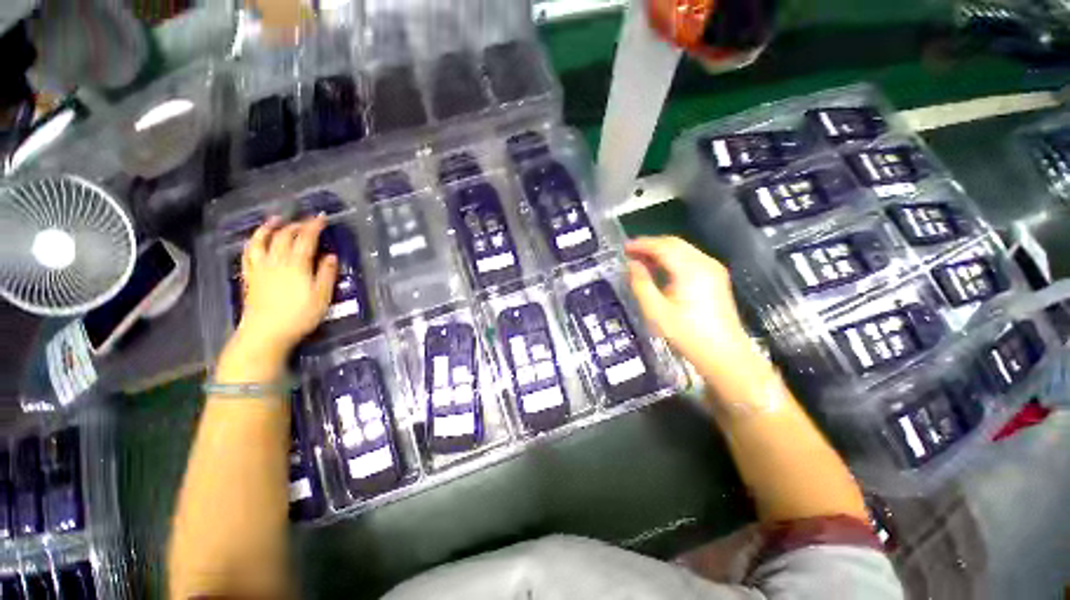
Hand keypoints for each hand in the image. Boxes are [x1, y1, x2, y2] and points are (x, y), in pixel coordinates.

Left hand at [236, 215, 337, 353]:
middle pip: (284, 236)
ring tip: (275, 220)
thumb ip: (326, 274)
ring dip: (269, 228)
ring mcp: (260, 268)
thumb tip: (331, 256)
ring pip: (261, 241)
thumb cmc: (300, 315)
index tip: (322, 217)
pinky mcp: (250, 277)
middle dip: (296, 225)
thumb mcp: (322, 296)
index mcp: (296, 264)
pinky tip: (255, 241)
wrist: (266, 333)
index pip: (306, 238)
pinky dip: (253, 243)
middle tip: (306, 221)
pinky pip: (248, 254)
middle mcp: (276, 261)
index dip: (314, 226)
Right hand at [626, 237, 753, 375]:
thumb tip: (632, 265)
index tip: (625, 248)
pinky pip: (690, 258)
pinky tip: (661, 270)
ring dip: (661, 251)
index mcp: (690, 270)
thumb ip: (641, 284)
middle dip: (651, 245)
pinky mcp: (716, 277)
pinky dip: (673, 259)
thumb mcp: (656, 311)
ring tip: (642, 261)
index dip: (642, 244)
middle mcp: (705, 263)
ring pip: (683, 249)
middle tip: (631, 253)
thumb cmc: (687, 334)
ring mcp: (713, 269)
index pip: (662, 247)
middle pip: (674, 244)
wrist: (724, 354)